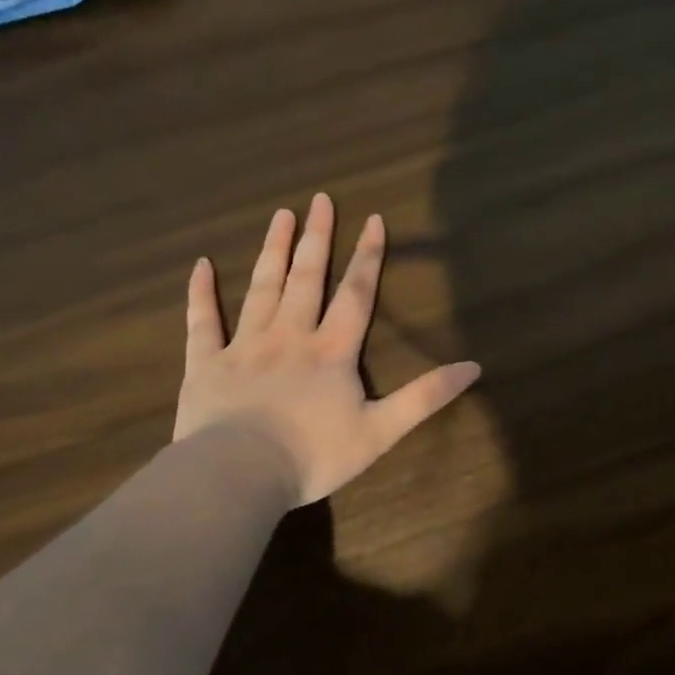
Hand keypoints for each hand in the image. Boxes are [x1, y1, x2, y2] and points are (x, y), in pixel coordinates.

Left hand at [173, 193, 481, 505]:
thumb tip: (474, 367)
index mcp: (331, 351)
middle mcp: (290, 336)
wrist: (239, 475)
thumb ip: (425, 397)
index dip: (367, 256)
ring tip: (280, 215)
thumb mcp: (381, 431)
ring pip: (261, 288)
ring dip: (272, 250)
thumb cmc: (313, 455)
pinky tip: (200, 265)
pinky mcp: (205, 365)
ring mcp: (244, 346)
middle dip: (316, 237)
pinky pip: (202, 323)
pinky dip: (200, 293)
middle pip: (306, 278)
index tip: (372, 218)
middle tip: (319, 199)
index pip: (355, 294)